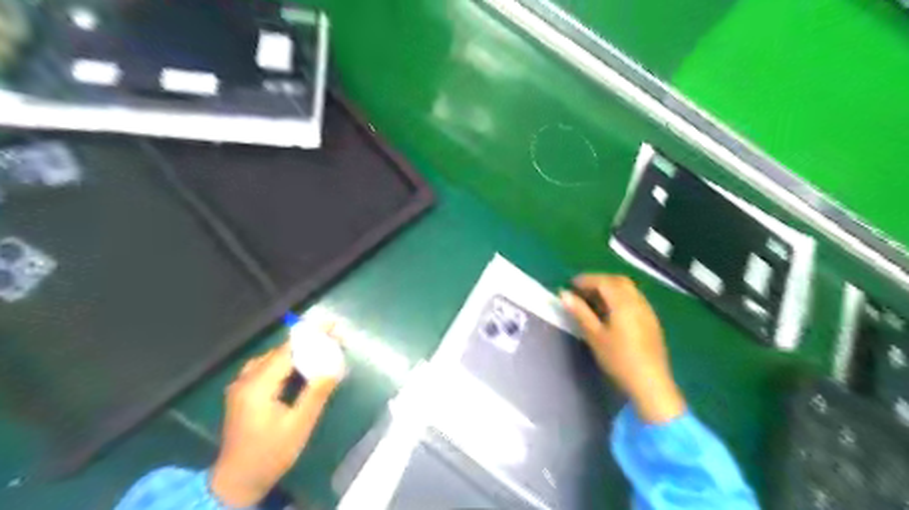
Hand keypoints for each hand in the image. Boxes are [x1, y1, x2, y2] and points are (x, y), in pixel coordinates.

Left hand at [210, 336, 344, 506]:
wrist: (237, 481)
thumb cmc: (270, 454)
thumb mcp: (299, 426)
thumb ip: (316, 394)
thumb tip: (333, 367)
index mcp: (257, 386)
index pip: (287, 350)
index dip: (311, 335)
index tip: (332, 325)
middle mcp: (245, 380)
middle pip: (280, 351)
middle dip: (308, 343)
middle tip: (333, 341)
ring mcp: (240, 385)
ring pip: (272, 358)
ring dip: (297, 352)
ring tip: (321, 350)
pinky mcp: (241, 392)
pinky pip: (265, 367)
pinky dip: (285, 362)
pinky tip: (299, 367)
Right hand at [562, 274, 682, 421]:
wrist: (650, 383)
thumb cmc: (618, 359)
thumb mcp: (594, 336)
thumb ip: (580, 312)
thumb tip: (564, 294)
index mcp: (623, 303)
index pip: (603, 281)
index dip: (586, 280)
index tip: (571, 285)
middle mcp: (638, 301)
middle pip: (618, 281)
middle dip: (599, 281)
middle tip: (582, 290)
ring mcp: (647, 311)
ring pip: (628, 289)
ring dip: (610, 288)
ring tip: (593, 301)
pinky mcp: (651, 321)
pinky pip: (634, 299)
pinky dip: (620, 297)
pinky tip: (611, 312)